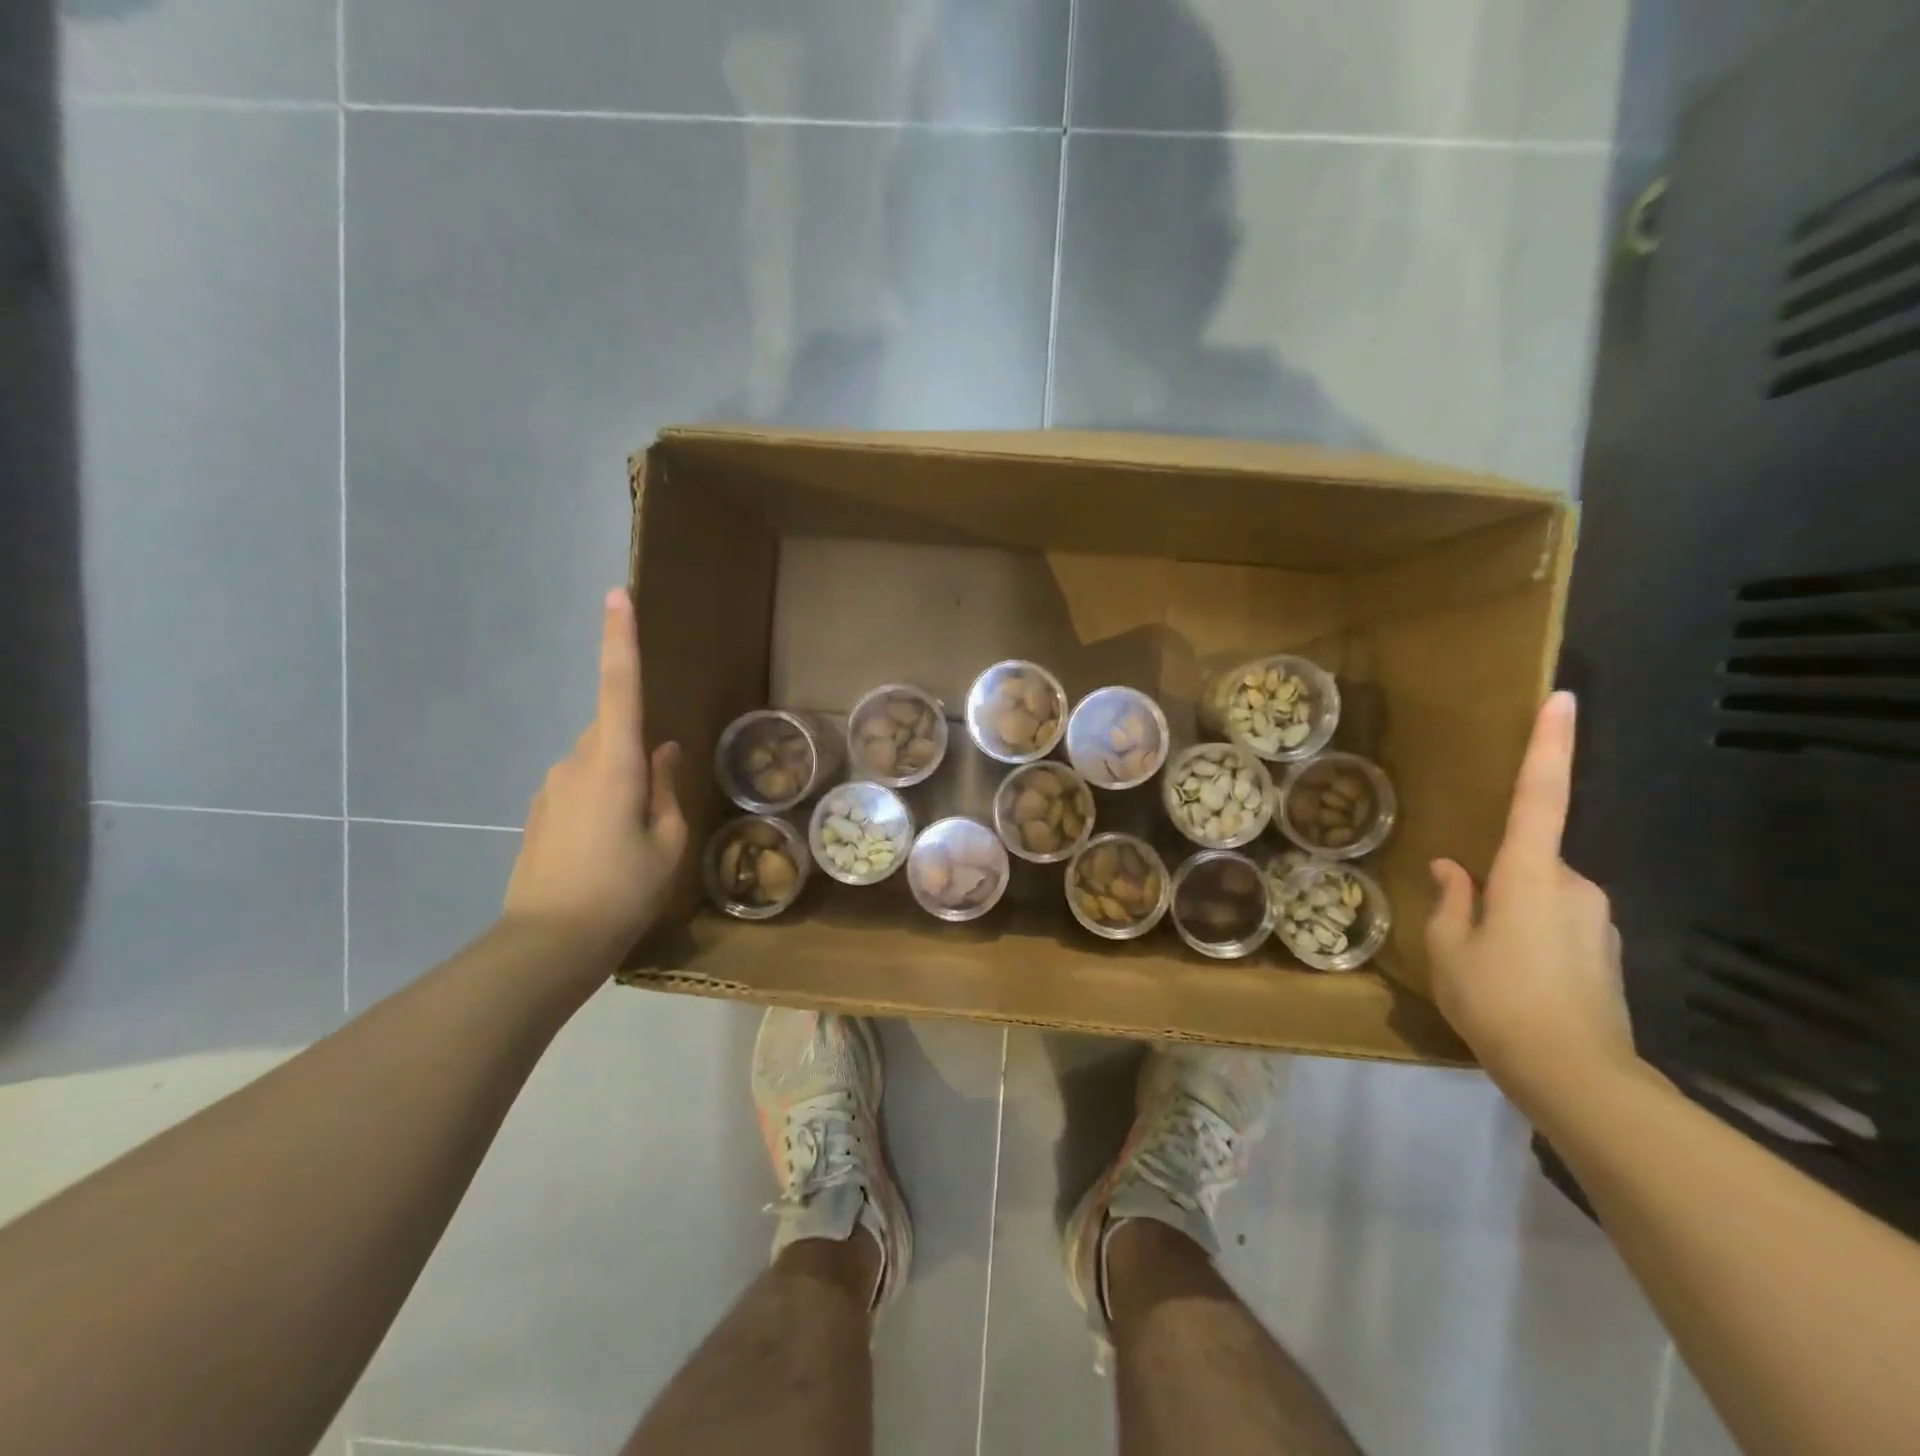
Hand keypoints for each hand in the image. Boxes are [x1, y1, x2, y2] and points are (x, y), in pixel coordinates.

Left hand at [503, 589, 687, 961]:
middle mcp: (575, 762)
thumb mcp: (667, 842)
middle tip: (658, 805)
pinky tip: (610, 847)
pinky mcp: (541, 809)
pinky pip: (582, 784)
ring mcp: (552, 786)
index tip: (617, 594)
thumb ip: (665, 787)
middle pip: (612, 729)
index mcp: (613, 763)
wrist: (548, 944)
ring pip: (599, 760)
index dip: (619, 638)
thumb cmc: (622, 890)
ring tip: (637, 837)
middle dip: (637, 749)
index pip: (618, 687)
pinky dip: (603, 800)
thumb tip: (661, 750)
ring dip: (622, 780)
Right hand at [1425, 692, 1636, 1106]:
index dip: (1549, 745)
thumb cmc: (1497, 999)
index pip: (1539, 796)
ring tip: (1483, 968)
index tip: (1562, 699)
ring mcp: (1596, 919)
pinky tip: (1512, 983)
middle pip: (1526, 863)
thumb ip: (1450, 900)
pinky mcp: (1605, 951)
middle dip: (1495, 887)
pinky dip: (1528, 940)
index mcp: (1530, 873)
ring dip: (1508, 917)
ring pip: (1539, 897)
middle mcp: (1573, 884)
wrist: (1576, 1076)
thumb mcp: (1449, 948)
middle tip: (1465, 935)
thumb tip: (1453, 868)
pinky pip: (1556, 925)